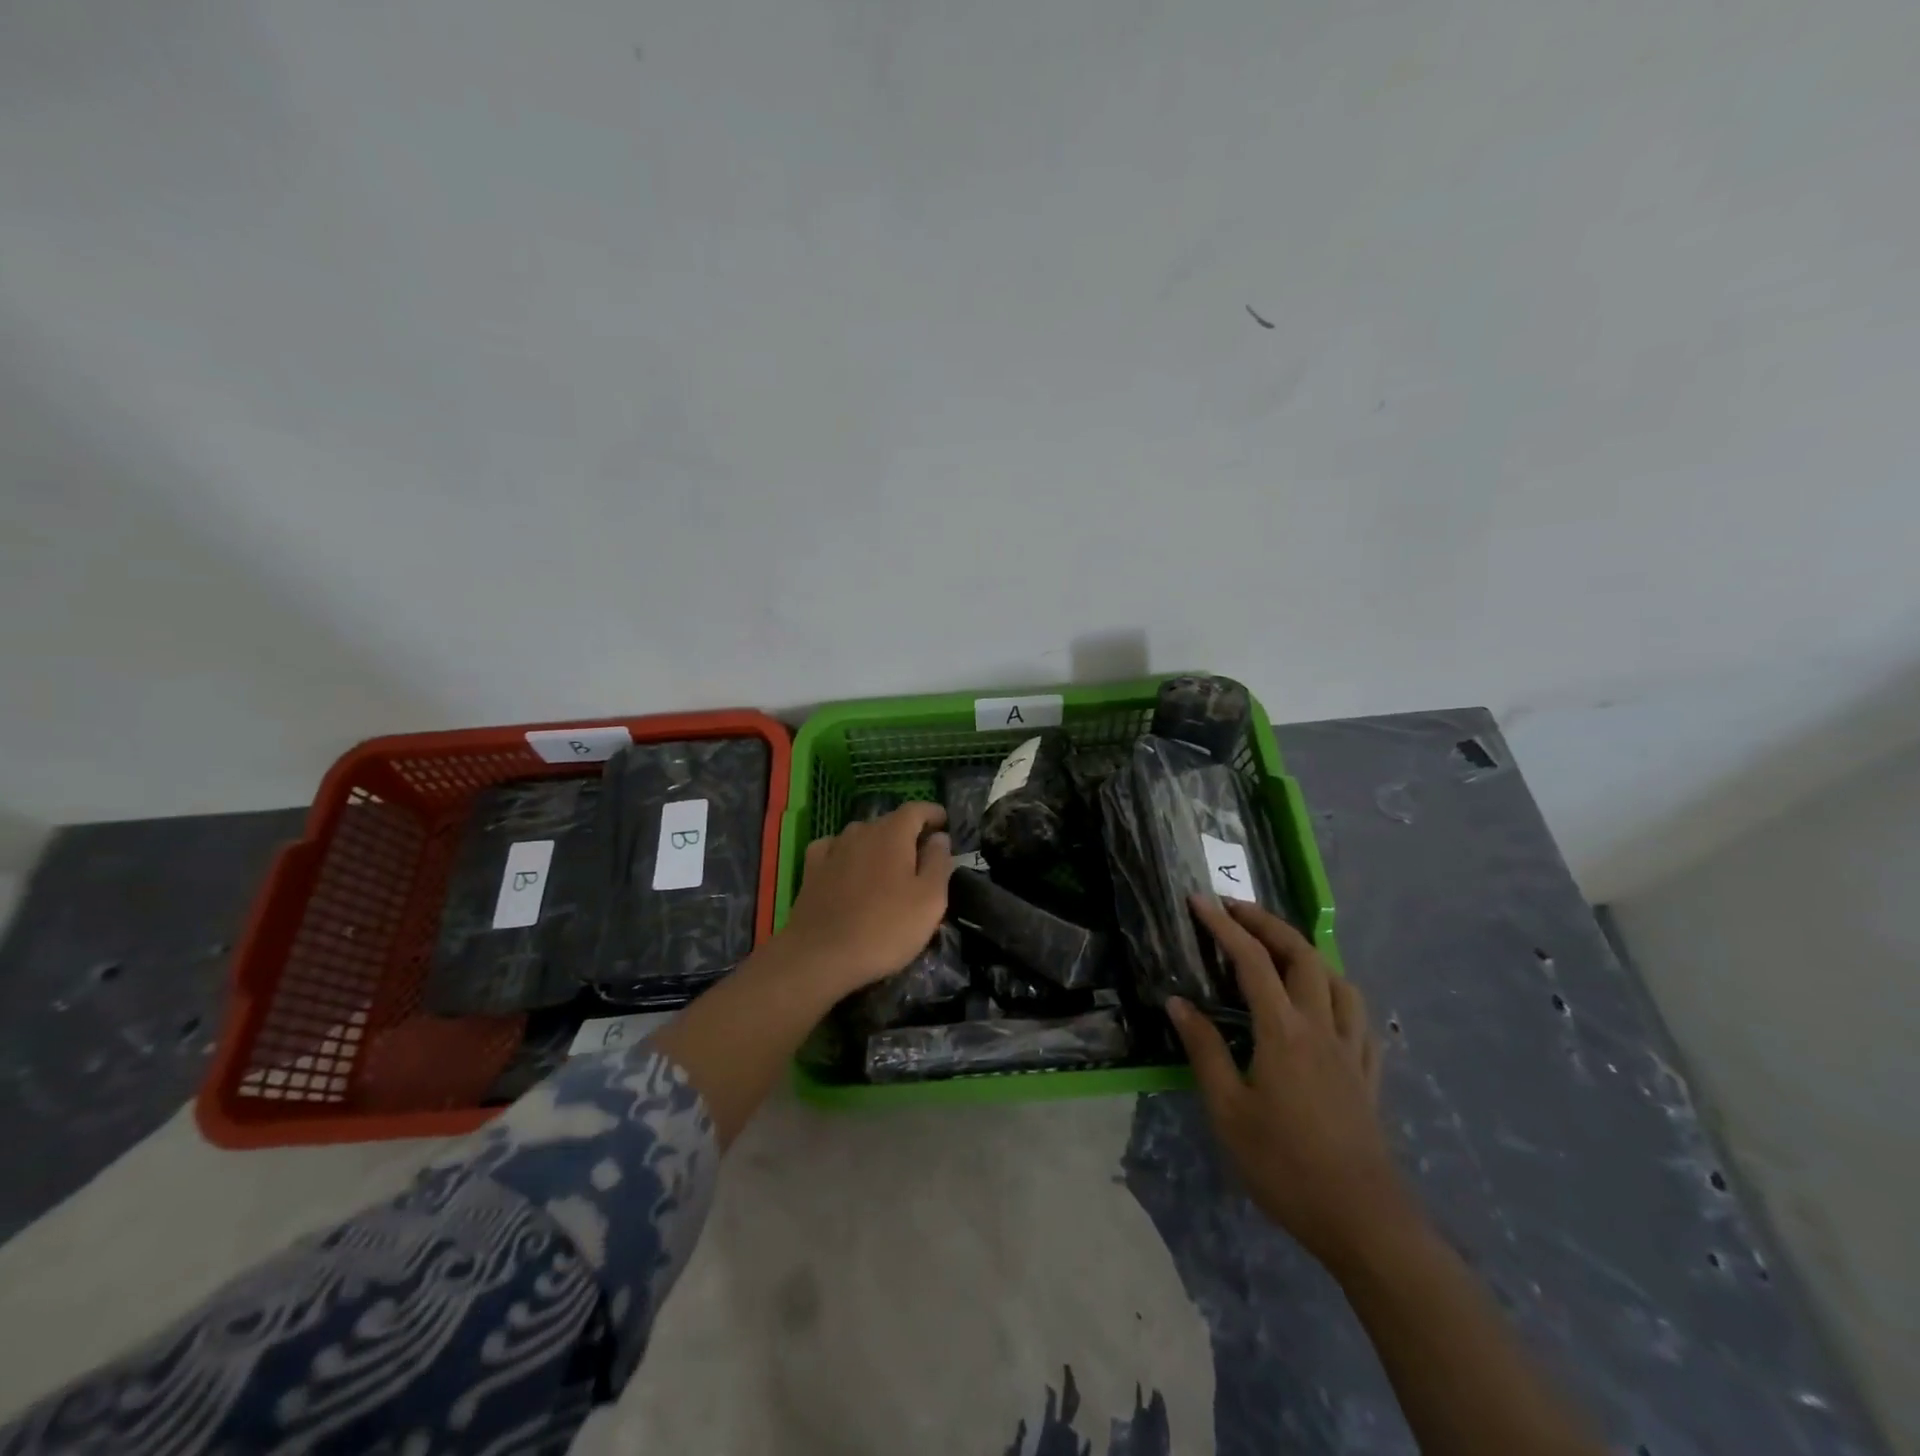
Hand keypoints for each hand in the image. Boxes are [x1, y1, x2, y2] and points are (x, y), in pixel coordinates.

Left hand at [781, 802, 952, 995]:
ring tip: (887, 867)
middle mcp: (861, 831)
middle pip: (889, 822)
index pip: (916, 809)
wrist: (821, 956)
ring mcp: (832, 849)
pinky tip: (847, 868)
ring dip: (877, 845)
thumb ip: (938, 863)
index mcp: (893, 834)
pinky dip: (846, 854)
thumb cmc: (885, 928)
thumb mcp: (929, 900)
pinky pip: (833, 849)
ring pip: (861, 835)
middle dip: (908, 833)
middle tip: (921, 857)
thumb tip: (939, 838)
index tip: (945, 823)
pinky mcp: (811, 869)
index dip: (932, 813)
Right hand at [1169, 896, 1412, 1270]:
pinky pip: (1359, 1017)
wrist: (1364, 1222)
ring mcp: (1351, 1049)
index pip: (1252, 961)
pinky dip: (1338, 994)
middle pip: (1301, 954)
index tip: (1198, 901)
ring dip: (1306, 952)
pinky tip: (1326, 1005)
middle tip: (1235, 908)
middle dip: (1267, 922)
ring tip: (1280, 949)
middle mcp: (1321, 1026)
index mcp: (1283, 1031)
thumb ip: (1204, 1050)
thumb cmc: (1285, 1166)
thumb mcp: (1228, 1111)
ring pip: (1337, 979)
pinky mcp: (1368, 1074)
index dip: (1224, 926)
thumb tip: (1177, 1002)